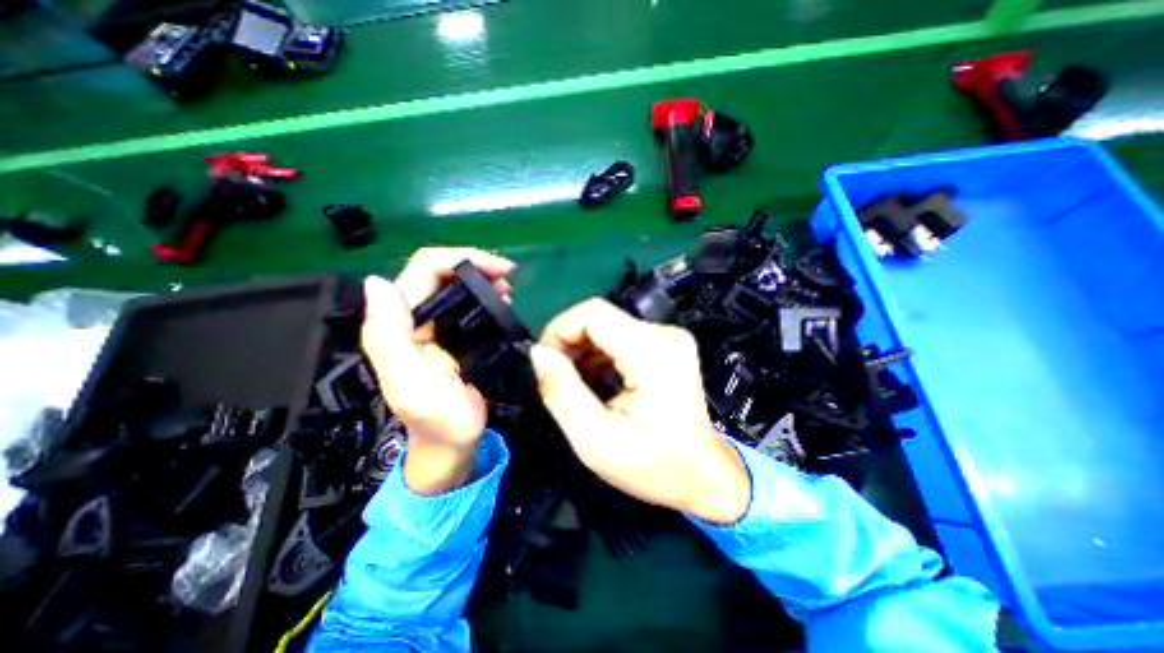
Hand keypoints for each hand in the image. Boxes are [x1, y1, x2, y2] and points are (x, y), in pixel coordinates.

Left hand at [360, 249, 511, 491]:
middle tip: (508, 282)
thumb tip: (377, 281)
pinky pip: (467, 302)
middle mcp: (412, 316)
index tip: (502, 271)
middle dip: (477, 266)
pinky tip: (502, 304)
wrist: (452, 443)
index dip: (463, 258)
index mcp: (398, 321)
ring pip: (455, 284)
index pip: (425, 268)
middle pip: (441, 270)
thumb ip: (389, 336)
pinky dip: (486, 296)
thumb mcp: (410, 381)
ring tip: (508, 293)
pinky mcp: (452, 335)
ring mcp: (434, 325)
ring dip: (483, 279)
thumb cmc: (437, 418)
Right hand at [532, 299, 749, 523]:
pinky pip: (620, 338)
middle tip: (556, 379)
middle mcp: (664, 334)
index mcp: (652, 351)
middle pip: (599, 318)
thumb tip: (537, 353)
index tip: (544, 363)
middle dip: (569, 344)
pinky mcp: (666, 346)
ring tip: (575, 386)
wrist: (702, 476)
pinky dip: (599, 356)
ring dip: (583, 352)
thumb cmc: (653, 466)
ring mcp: (668, 338)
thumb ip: (561, 391)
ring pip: (607, 327)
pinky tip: (595, 383)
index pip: (592, 313)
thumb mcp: (596, 440)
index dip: (559, 330)